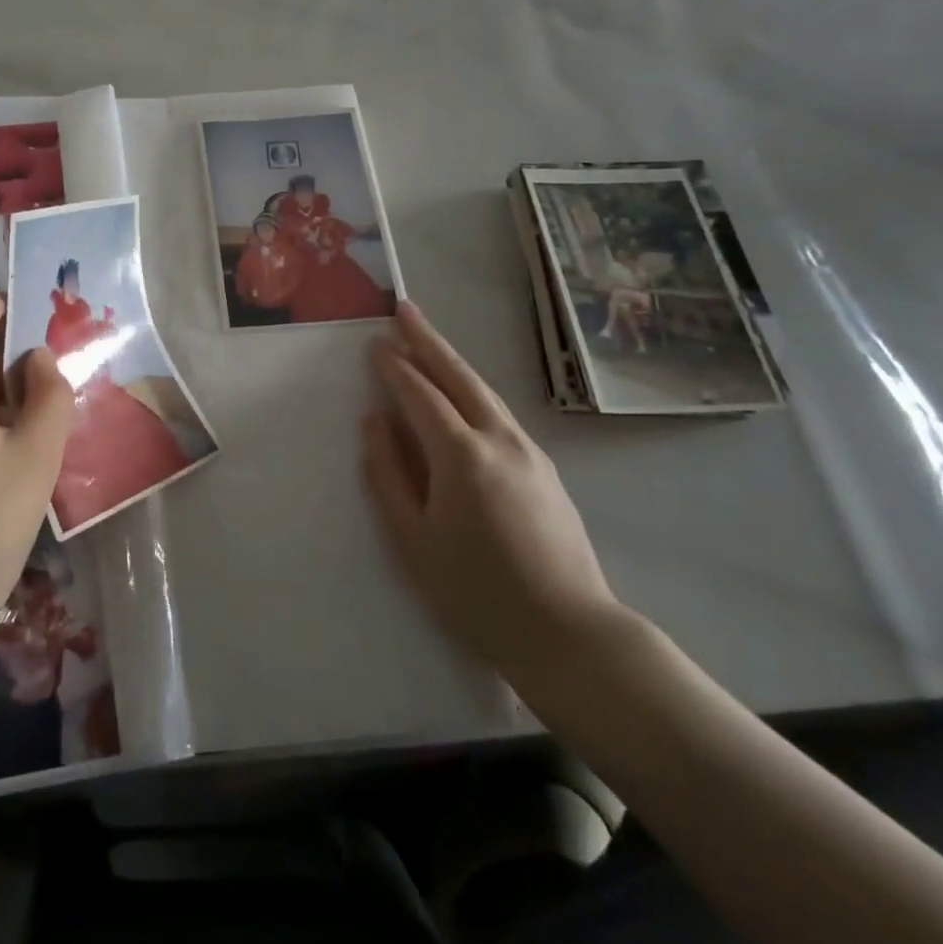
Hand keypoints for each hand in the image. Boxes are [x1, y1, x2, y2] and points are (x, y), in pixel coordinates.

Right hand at [362, 301, 619, 679]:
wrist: (569, 635)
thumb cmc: (476, 593)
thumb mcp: (413, 540)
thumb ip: (388, 475)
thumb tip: (374, 422)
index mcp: (461, 455)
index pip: (420, 395)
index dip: (394, 367)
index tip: (374, 343)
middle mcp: (498, 439)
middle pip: (458, 376)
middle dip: (427, 340)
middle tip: (403, 308)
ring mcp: (528, 451)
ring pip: (483, 391)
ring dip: (451, 360)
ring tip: (426, 339)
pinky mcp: (545, 468)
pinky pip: (498, 412)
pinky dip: (472, 389)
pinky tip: (462, 393)